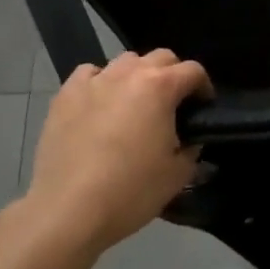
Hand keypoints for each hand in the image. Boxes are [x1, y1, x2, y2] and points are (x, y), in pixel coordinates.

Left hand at [22, 49, 210, 256]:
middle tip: (172, 104)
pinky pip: (90, 73)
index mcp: (161, 87)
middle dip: (173, 75)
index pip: (194, 71)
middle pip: (161, 57)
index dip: (204, 87)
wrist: (68, 210)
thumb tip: (189, 140)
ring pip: (126, 61)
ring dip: (137, 75)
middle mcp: (130, 73)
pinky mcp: (66, 94)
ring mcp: (95, 80)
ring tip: (134, 103)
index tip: (203, 107)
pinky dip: (100, 82)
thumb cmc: (130, 192)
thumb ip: (191, 149)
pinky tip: (99, 103)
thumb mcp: (177, 175)